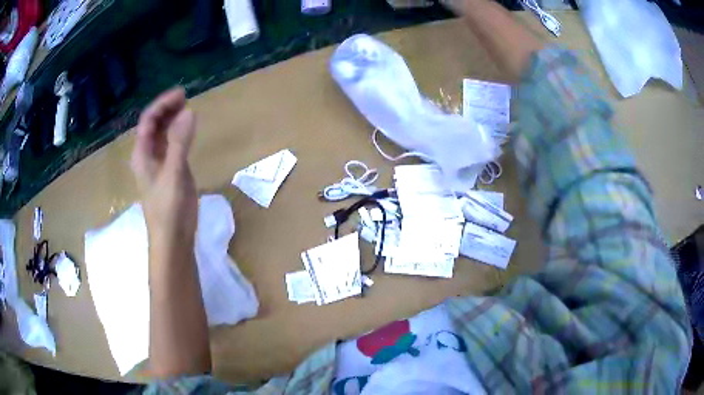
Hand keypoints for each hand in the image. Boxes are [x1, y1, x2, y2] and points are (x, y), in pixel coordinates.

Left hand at [131, 88, 197, 247]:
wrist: (173, 239)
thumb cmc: (168, 209)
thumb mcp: (174, 173)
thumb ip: (180, 142)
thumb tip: (189, 111)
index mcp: (142, 154)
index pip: (148, 121)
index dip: (162, 104)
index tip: (181, 94)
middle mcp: (147, 155)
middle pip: (153, 124)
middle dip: (167, 109)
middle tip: (186, 97)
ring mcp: (158, 163)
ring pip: (162, 134)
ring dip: (172, 119)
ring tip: (187, 108)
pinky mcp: (169, 171)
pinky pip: (171, 145)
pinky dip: (178, 133)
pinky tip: (188, 129)